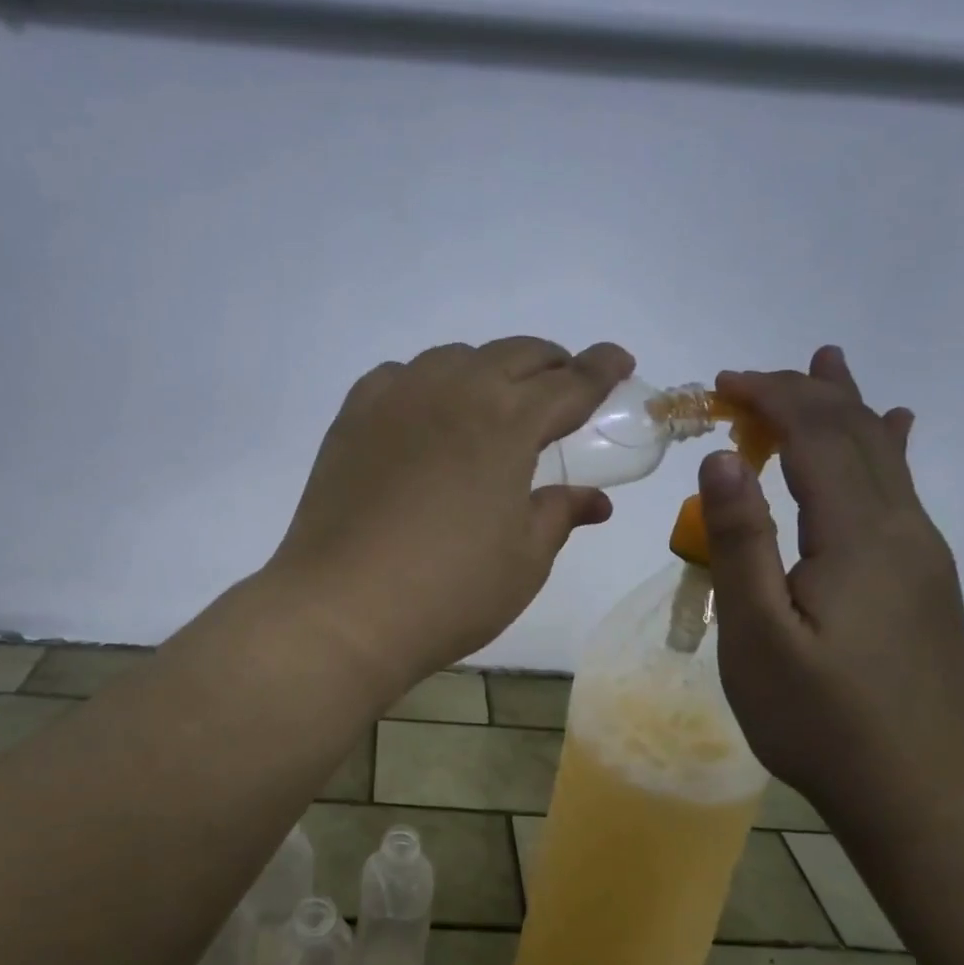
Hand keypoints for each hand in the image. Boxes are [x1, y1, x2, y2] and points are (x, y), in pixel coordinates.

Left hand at [269, 337, 633, 688]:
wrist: (343, 609)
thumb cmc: (449, 591)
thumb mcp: (524, 560)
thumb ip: (559, 515)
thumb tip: (595, 500)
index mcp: (508, 423)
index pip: (570, 383)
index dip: (601, 370)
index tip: (619, 361)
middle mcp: (454, 392)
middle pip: (515, 355)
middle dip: (550, 364)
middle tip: (563, 386)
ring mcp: (396, 399)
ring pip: (454, 358)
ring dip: (488, 369)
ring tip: (495, 401)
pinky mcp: (352, 418)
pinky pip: (398, 377)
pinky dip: (426, 383)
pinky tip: (426, 412)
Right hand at [697, 347, 963, 816]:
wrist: (921, 793)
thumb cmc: (821, 719)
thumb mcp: (758, 634)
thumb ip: (741, 541)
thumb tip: (721, 458)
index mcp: (860, 535)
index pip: (816, 436)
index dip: (771, 398)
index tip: (720, 385)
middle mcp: (902, 528)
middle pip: (856, 434)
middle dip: (803, 393)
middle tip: (748, 378)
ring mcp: (921, 553)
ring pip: (885, 455)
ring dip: (847, 406)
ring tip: (828, 363)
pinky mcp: (923, 579)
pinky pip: (901, 488)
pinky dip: (885, 445)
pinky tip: (896, 429)